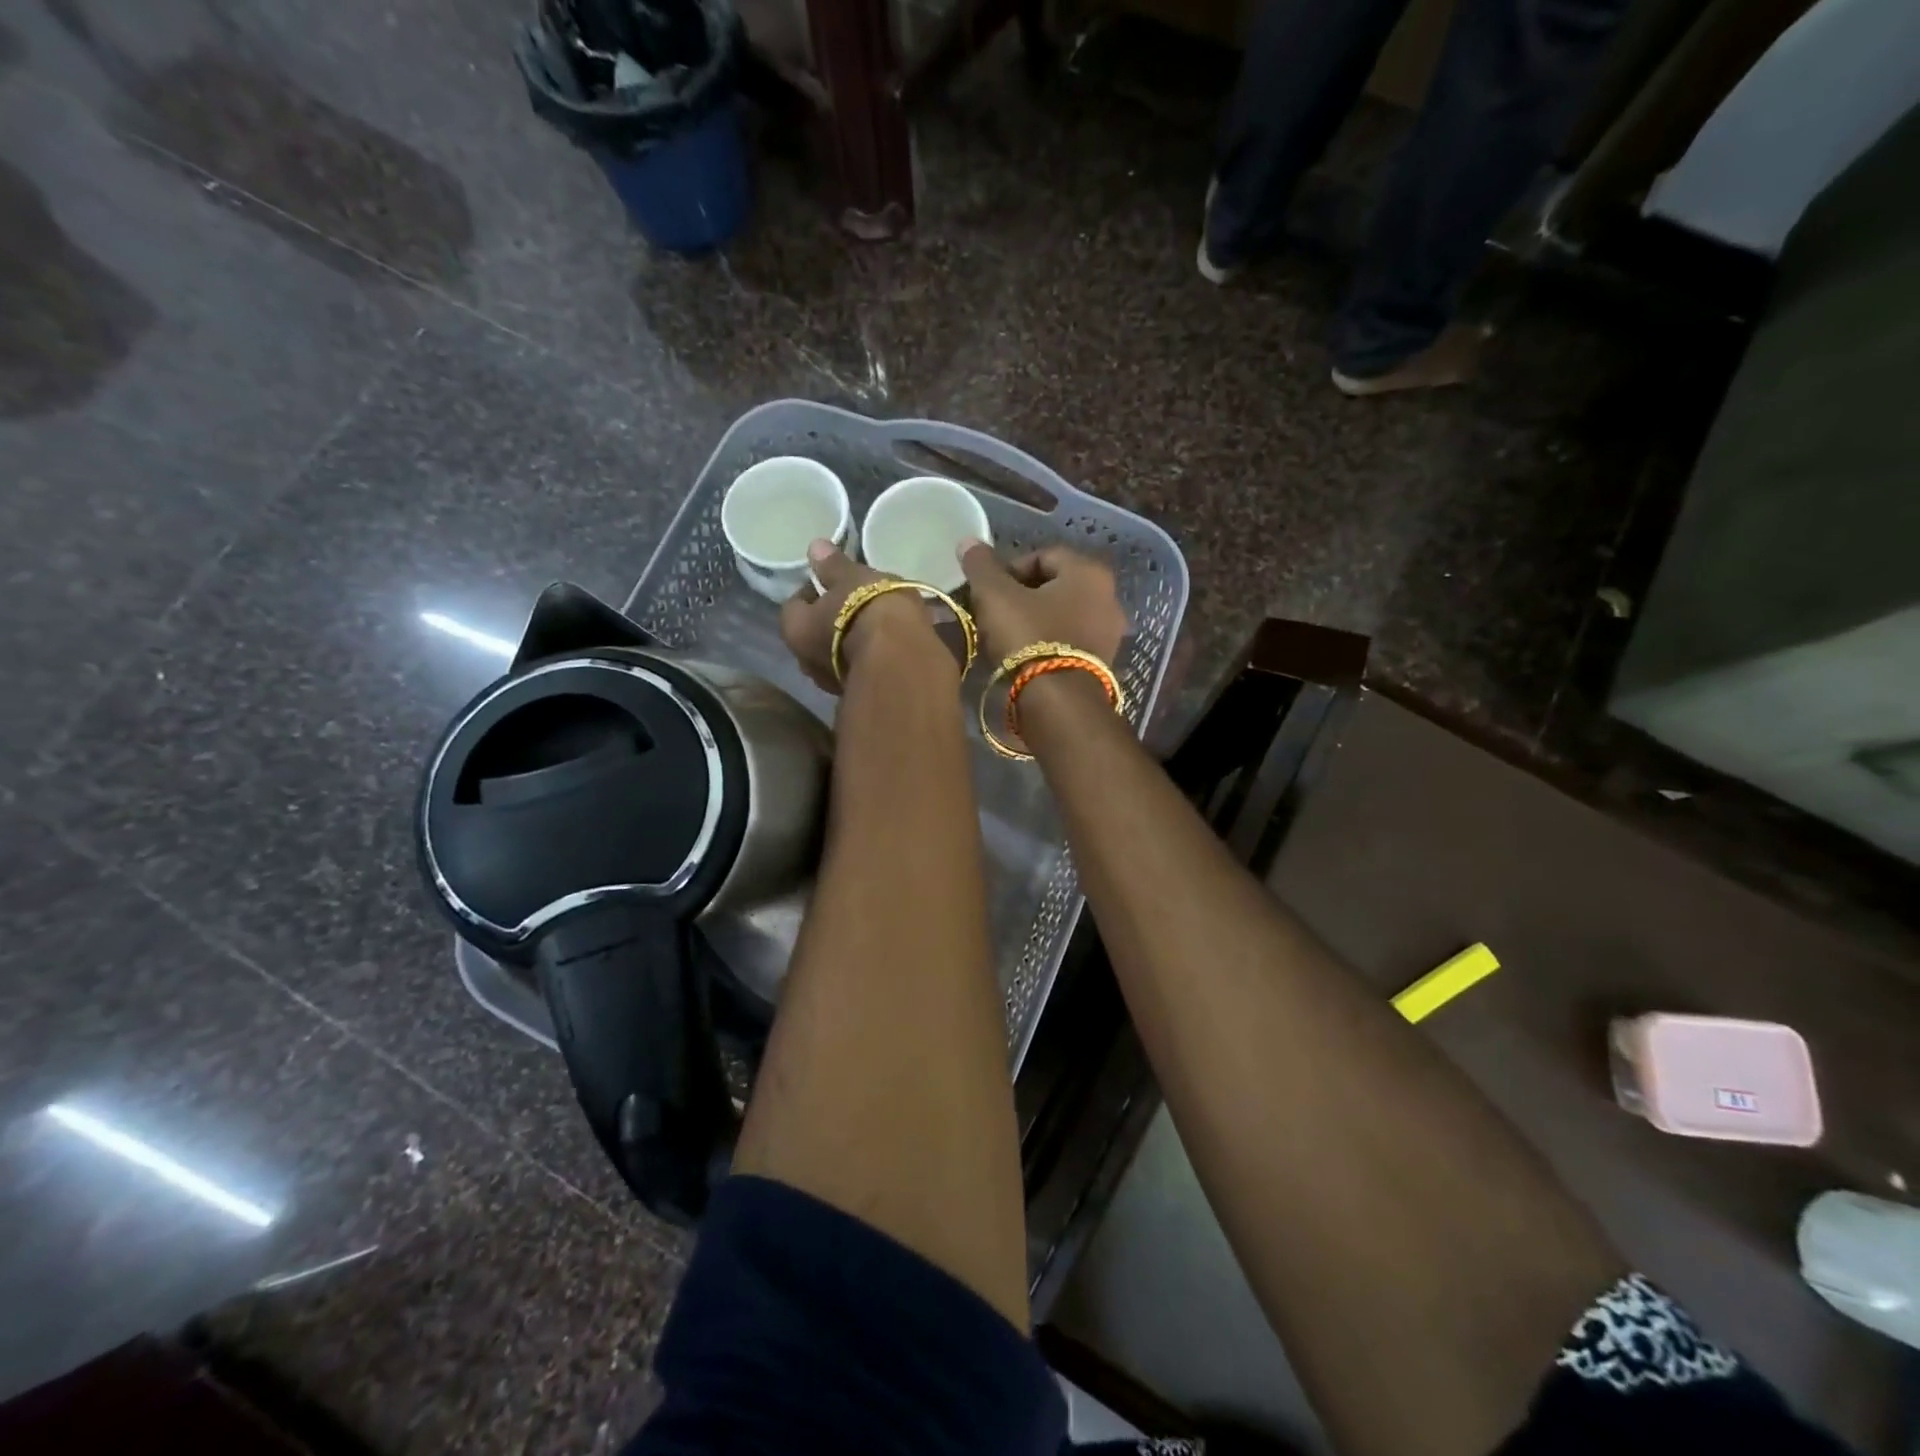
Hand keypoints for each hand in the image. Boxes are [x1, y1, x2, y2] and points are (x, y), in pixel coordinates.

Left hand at [779, 540, 934, 694]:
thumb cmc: (868, 609)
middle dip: (831, 620)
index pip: (796, 603)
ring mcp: (832, 682)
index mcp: (794, 629)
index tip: (835, 582)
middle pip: (814, 632)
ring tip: (877, 623)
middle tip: (856, 602)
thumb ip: (832, 565)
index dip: (814, 590)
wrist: (901, 657)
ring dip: (851, 640)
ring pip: (837, 653)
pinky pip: (860, 667)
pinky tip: (889, 643)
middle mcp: (806, 660)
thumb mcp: (851, 577)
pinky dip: (869, 655)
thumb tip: (815, 547)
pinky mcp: (860, 691)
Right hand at [957, 540, 1126, 667]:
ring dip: (1033, 621)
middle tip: (993, 615)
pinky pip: (1070, 641)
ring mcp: (1110, 632)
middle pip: (1054, 586)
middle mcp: (1108, 596)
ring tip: (1005, 639)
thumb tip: (968, 541)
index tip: (987, 593)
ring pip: (1062, 615)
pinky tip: (1026, 658)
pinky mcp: (1103, 663)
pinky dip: (1048, 643)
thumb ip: (982, 566)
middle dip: (1020, 597)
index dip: (1008, 570)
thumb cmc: (1029, 638)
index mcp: (1089, 571)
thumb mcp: (996, 597)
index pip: (1042, 555)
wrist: (1059, 703)